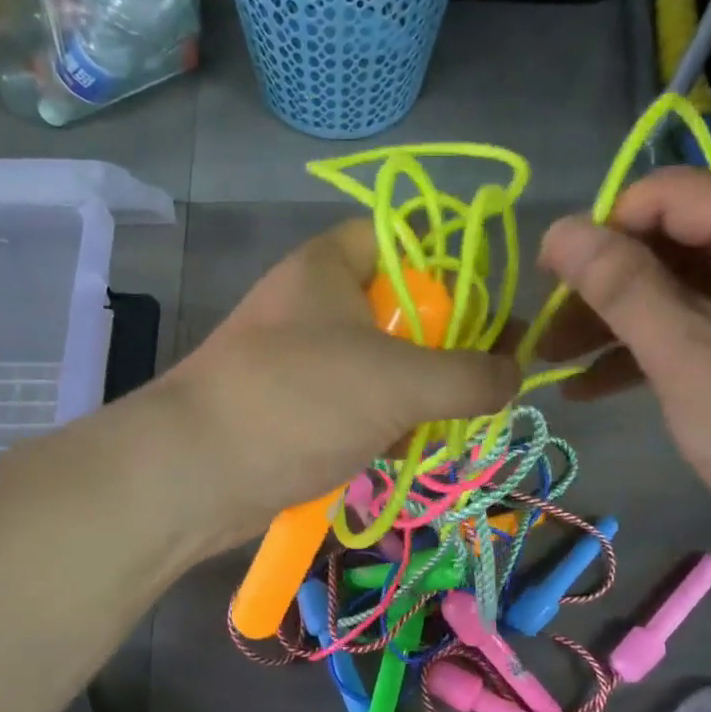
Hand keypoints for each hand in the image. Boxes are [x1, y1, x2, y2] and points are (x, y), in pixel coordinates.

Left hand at [162, 220, 519, 548]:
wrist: (196, 473)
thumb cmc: (301, 401)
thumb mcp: (401, 381)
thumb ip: (470, 375)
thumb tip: (515, 374)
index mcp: (328, 268)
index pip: (399, 239)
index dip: (447, 266)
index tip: (485, 310)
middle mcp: (310, 305)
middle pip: (395, 310)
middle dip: (439, 348)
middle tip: (476, 383)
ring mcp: (296, 360)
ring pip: (376, 364)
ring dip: (413, 396)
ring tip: (444, 426)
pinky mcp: (289, 409)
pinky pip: (350, 405)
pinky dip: (379, 424)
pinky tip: (399, 451)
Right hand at [537, 169, 710, 558]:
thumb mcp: (686, 353)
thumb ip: (618, 285)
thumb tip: (557, 229)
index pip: (665, 195)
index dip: (597, 233)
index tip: (545, 283)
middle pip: (673, 242)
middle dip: (603, 288)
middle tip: (545, 335)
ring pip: (686, 290)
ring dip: (620, 324)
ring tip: (556, 365)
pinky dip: (657, 350)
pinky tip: (596, 386)